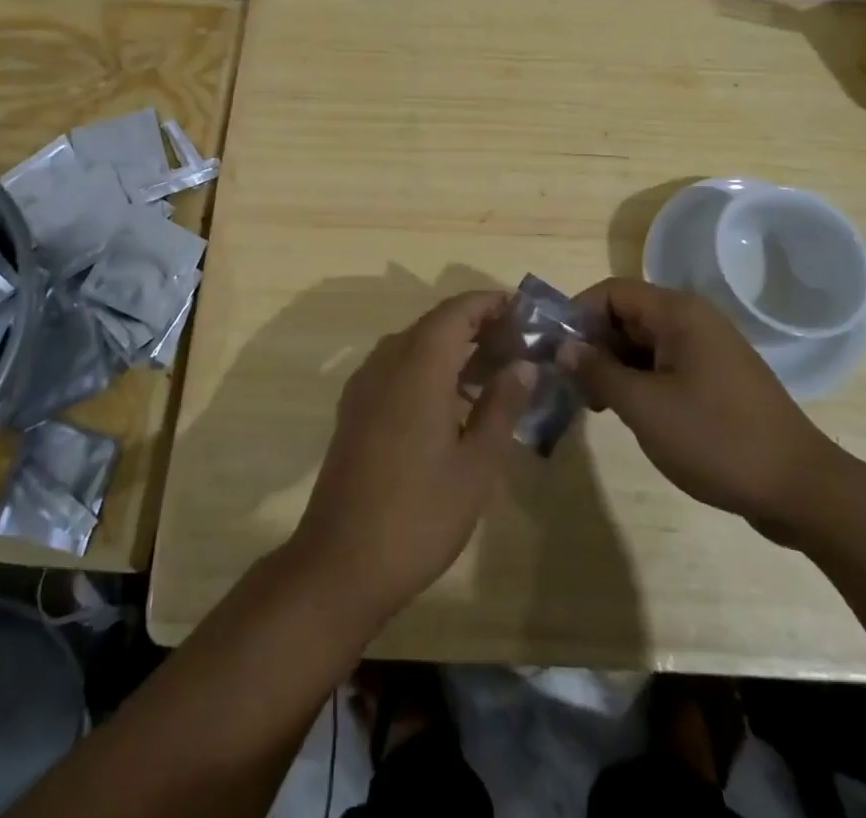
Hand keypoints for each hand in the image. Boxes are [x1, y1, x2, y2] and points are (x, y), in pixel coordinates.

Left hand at [289, 291, 535, 622]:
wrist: (341, 562)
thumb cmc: (419, 514)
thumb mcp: (477, 464)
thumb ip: (501, 406)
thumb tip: (523, 364)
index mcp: (418, 365)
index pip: (457, 311)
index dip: (490, 303)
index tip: (524, 311)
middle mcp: (386, 361)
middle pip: (435, 324)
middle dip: (476, 325)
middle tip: (518, 345)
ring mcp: (365, 384)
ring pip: (414, 345)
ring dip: (452, 347)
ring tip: (494, 371)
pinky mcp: (355, 408)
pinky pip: (397, 368)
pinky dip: (428, 368)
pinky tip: (452, 402)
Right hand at [558, 278, 844, 534]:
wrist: (801, 490)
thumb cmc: (716, 439)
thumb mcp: (644, 407)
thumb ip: (597, 372)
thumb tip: (563, 348)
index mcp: (678, 313)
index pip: (612, 292)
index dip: (578, 316)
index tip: (554, 352)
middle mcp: (693, 320)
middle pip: (626, 315)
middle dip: (593, 344)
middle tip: (568, 383)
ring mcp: (707, 350)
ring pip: (643, 343)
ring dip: (613, 366)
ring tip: (592, 403)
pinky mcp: (716, 379)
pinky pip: (664, 364)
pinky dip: (639, 380)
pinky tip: (627, 412)